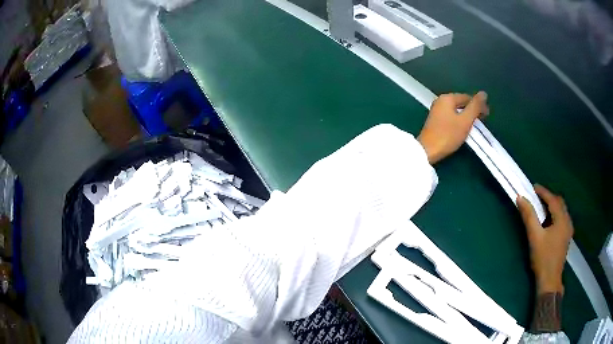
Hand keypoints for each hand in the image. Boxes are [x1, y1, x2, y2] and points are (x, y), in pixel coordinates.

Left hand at [417, 91, 488, 163]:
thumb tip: (483, 93)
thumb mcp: (465, 120)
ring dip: (467, 116)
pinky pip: (451, 117)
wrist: (427, 150)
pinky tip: (463, 128)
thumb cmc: (448, 135)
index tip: (487, 115)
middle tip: (482, 121)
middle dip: (473, 110)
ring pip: (456, 110)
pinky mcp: (435, 121)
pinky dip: (459, 120)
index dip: (479, 105)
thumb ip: (475, 107)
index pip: (467, 97)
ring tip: (475, 125)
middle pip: (461, 103)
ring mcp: (436, 111)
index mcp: (447, 98)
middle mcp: (440, 101)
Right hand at [517, 185, 573, 294]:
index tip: (533, 187)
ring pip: (561, 211)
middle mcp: (568, 222)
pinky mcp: (566, 237)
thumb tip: (520, 198)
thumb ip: (529, 216)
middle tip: (537, 197)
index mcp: (562, 220)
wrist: (549, 281)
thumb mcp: (534, 237)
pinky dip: (554, 215)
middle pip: (559, 203)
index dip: (543, 192)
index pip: (553, 200)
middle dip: (548, 198)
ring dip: (552, 206)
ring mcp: (568, 230)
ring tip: (541, 208)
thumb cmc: (542, 258)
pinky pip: (562, 219)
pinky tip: (548, 221)